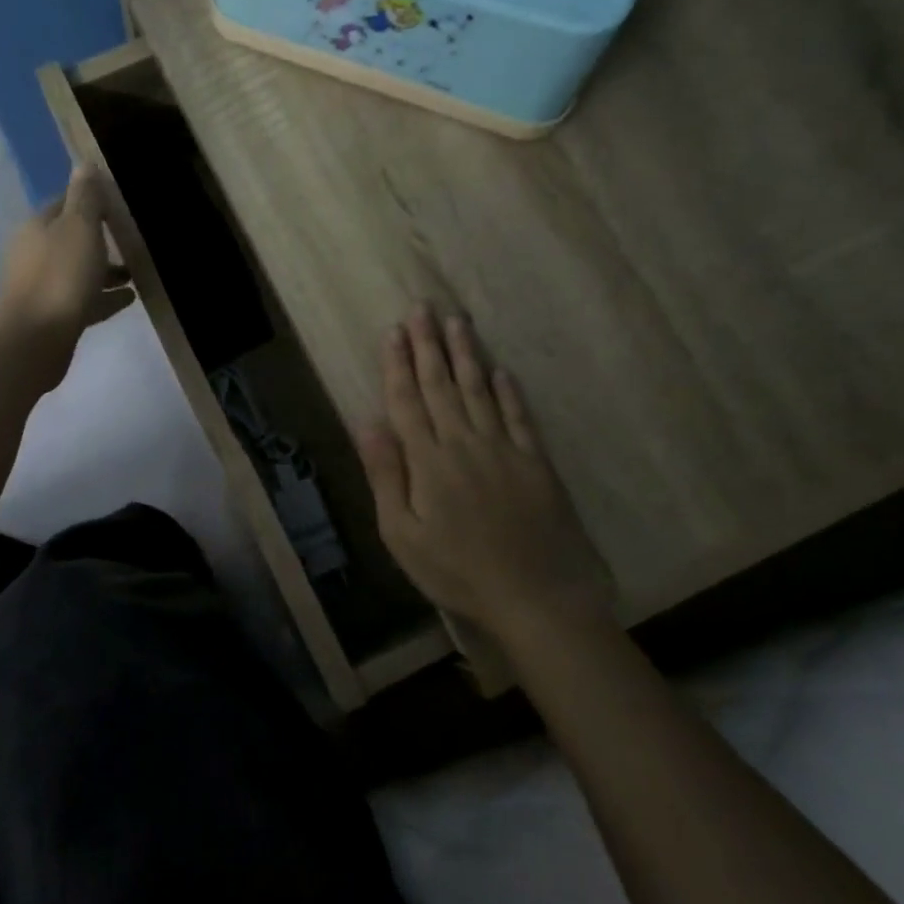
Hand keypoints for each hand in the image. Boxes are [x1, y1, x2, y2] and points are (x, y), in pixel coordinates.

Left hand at [0, 165, 134, 389]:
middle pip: (70, 240)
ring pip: (78, 272)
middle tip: (130, 241)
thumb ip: (85, 197)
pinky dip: (104, 297)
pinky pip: (84, 300)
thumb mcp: (79, 227)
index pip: (64, 204)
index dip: (89, 202)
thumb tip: (84, 164)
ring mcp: (42, 287)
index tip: (117, 207)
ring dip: (104, 271)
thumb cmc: (61, 276)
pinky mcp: (53, 317)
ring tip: (135, 274)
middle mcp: (34, 254)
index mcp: (38, 227)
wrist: (37, 338)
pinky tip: (129, 298)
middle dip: (99, 239)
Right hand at [358, 306, 614, 642]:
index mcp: (428, 461)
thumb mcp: (402, 534)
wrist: (535, 595)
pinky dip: (509, 391)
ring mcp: (504, 449)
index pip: (407, 401)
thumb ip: (386, 475)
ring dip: (466, 355)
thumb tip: (367, 423)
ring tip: (457, 322)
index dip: (398, 365)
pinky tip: (500, 372)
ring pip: (479, 391)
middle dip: (429, 345)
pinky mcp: (536, 462)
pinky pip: (519, 416)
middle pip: (442, 385)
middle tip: (422, 308)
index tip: (393, 331)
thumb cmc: (457, 571)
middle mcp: (464, 443)